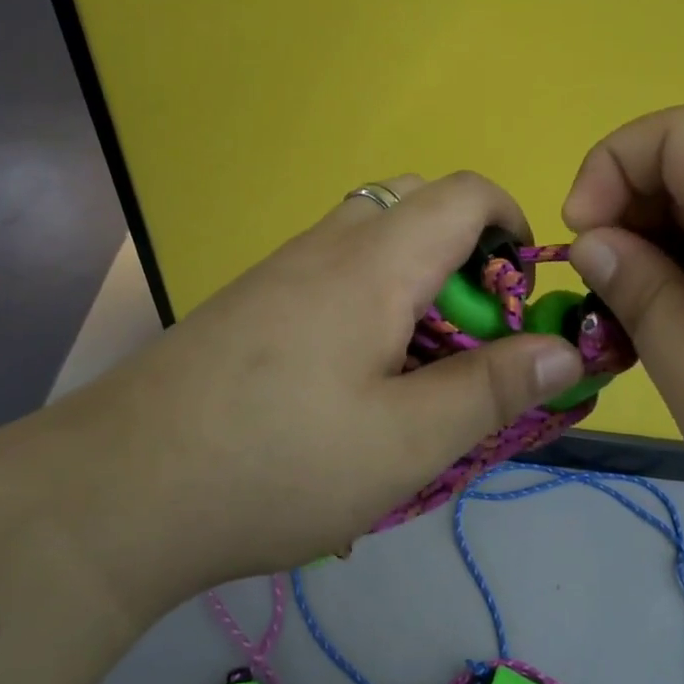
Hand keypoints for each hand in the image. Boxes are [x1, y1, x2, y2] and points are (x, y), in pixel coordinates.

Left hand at [39, 173, 585, 607]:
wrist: (117, 491)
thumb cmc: (278, 463)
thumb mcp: (406, 441)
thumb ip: (492, 389)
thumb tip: (566, 350)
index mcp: (374, 262)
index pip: (465, 192)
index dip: (513, 226)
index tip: (523, 298)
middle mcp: (326, 247)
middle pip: (416, 206)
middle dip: (465, 259)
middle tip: (467, 342)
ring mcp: (280, 272)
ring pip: (370, 241)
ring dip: (413, 286)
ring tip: (412, 372)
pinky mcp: (250, 305)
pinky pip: (330, 275)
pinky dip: (367, 305)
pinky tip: (348, 386)